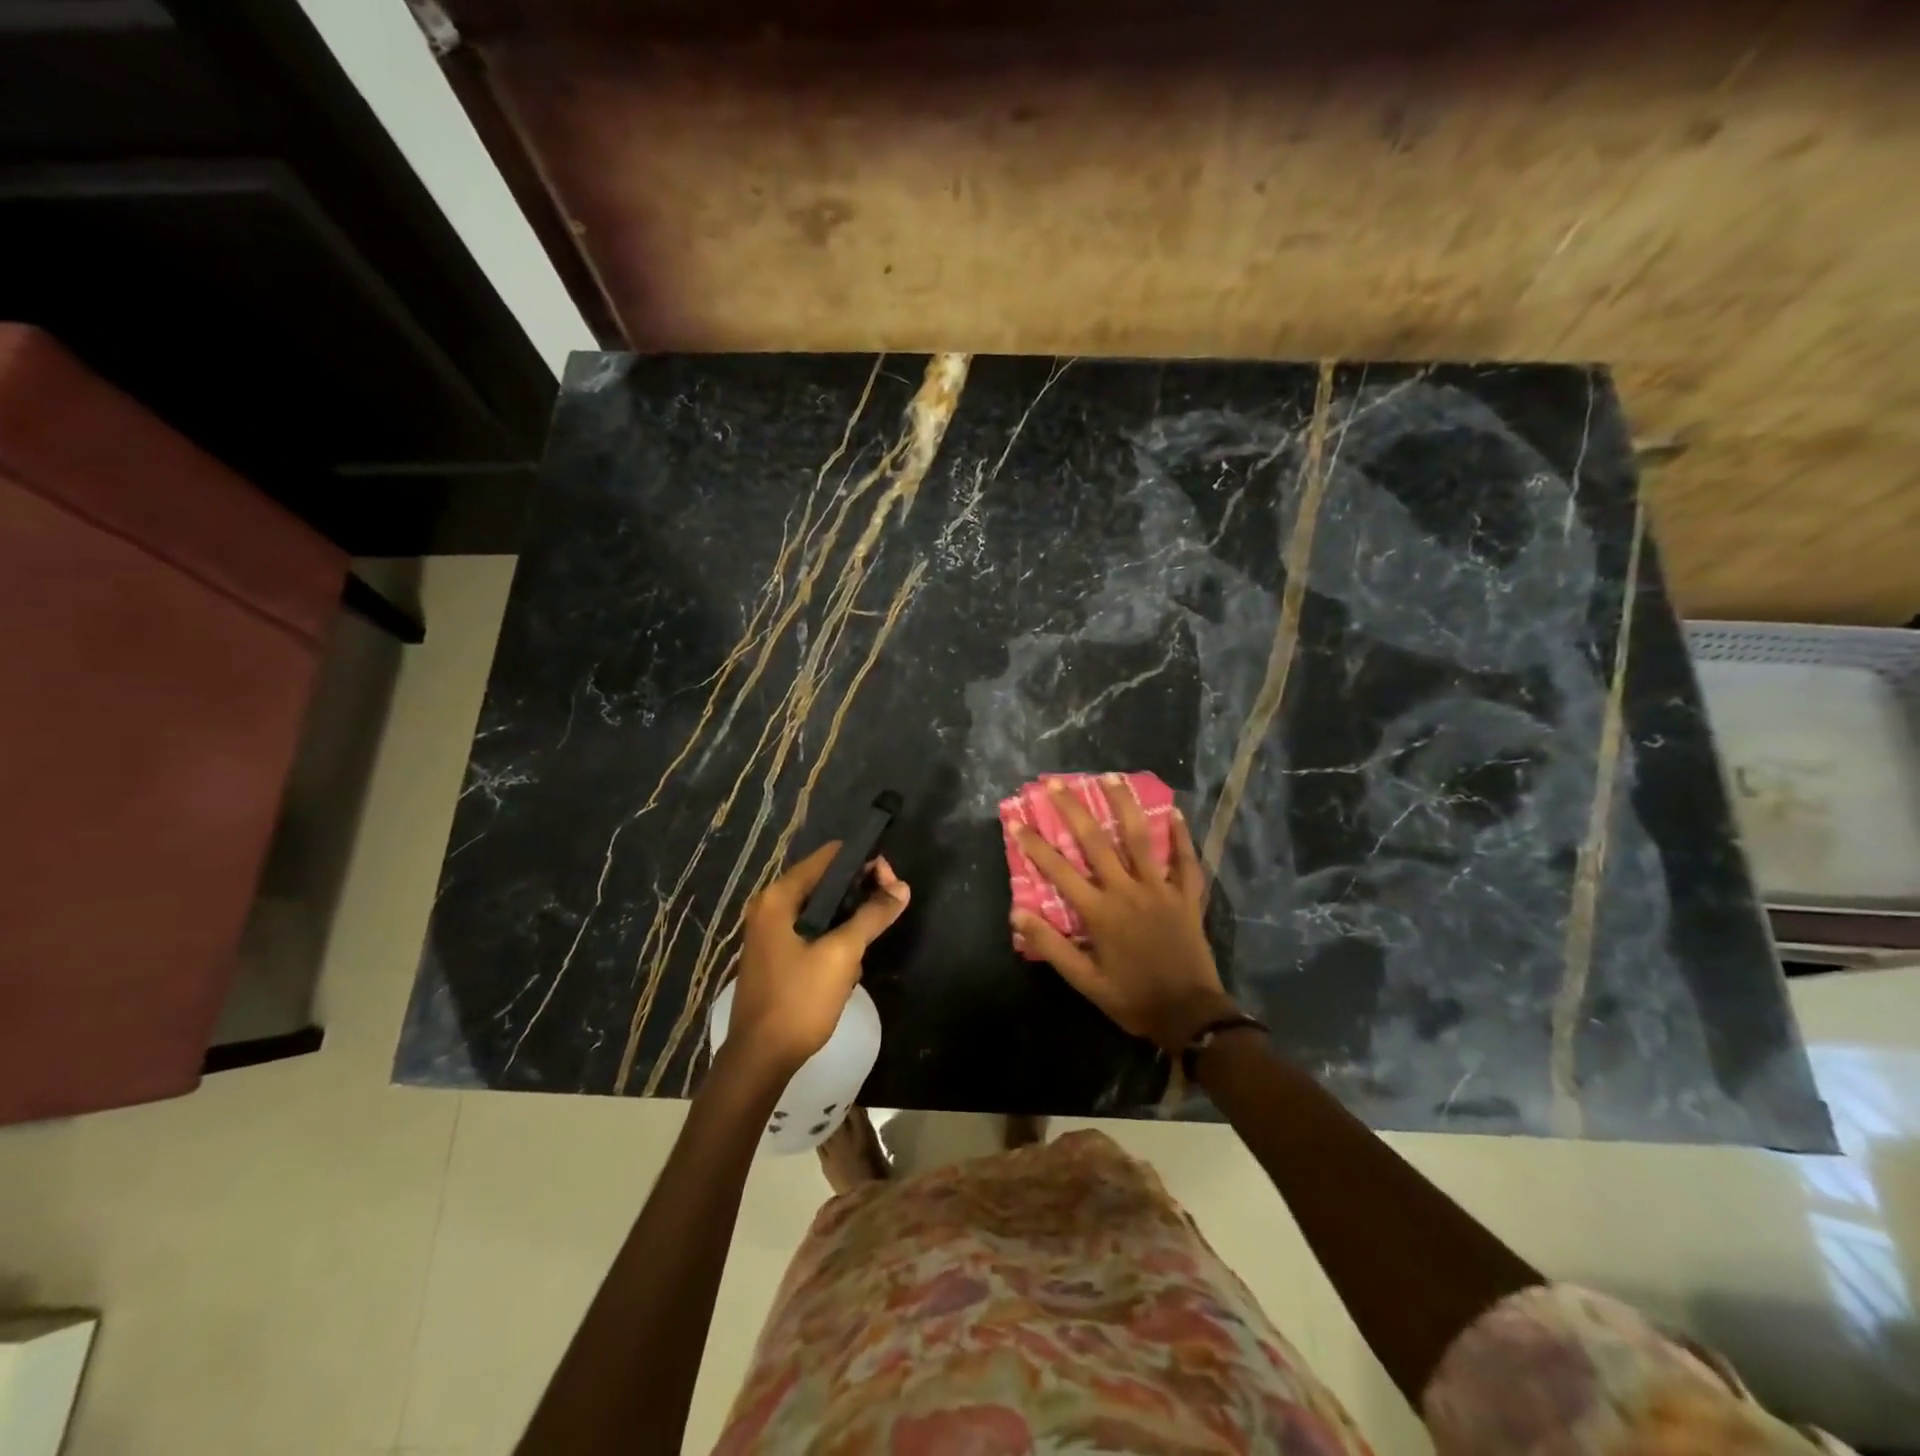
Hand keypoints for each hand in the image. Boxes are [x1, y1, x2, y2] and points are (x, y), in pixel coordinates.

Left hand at [726, 843, 909, 1076]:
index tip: (892, 883)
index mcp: (779, 896)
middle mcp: (770, 905)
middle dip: (860, 892)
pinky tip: (850, 960)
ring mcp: (770, 930)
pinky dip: (834, 935)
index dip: (865, 863)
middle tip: (889, 909)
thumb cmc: (800, 1000)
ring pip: (822, 907)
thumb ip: (872, 915)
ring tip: (869, 940)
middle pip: (826, 880)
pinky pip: (812, 929)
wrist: (761, 1058)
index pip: (829, 857)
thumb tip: (902, 888)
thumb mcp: (842, 954)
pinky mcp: (776, 952)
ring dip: (849, 918)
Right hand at [1013, 777, 1234, 1052]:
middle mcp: (1127, 890)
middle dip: (1073, 809)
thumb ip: (1052, 946)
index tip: (1016, 821)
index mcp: (1100, 911)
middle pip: (1096, 841)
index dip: (1034, 844)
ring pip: (1140, 838)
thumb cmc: (1132, 999)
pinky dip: (1180, 836)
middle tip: (1056, 783)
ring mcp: (1160, 889)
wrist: (1190, 1015)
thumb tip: (1017, 914)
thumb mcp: (1085, 981)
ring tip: (1111, 777)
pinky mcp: (1186, 896)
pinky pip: (1185, 860)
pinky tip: (1174, 812)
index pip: (1059, 870)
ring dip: (1124, 805)